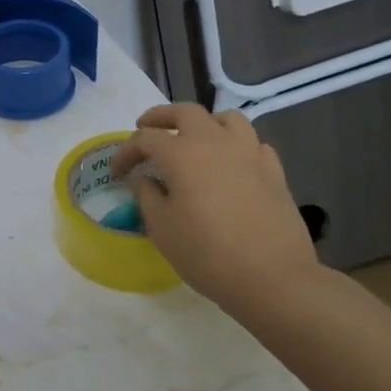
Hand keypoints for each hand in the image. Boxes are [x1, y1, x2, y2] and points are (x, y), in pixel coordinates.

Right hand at [110, 104, 318, 305]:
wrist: (273, 278)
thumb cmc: (207, 253)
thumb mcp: (162, 228)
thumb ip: (147, 196)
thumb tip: (144, 179)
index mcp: (182, 154)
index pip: (145, 139)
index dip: (125, 152)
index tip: (117, 172)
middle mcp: (215, 142)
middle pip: (185, 112)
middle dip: (161, 117)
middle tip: (146, 129)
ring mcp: (249, 153)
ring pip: (226, 118)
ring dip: (204, 122)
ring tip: (194, 138)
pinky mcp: (273, 171)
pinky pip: (252, 143)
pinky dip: (236, 145)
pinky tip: (230, 163)